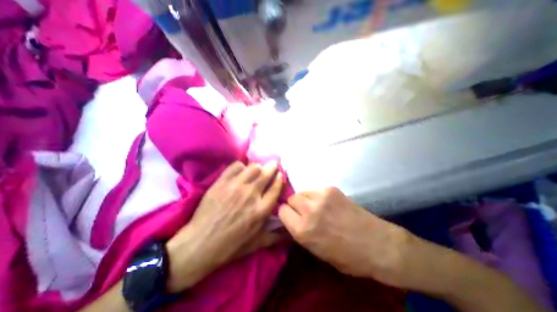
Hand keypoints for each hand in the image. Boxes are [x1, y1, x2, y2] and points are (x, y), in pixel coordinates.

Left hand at [165, 161, 283, 292]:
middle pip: (266, 173)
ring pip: (253, 167)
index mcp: (261, 210)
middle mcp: (251, 195)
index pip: (276, 187)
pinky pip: (236, 166)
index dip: (280, 178)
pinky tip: (241, 171)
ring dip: (258, 166)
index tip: (280, 174)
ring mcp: (235, 187)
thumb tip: (289, 230)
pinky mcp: (222, 182)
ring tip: (257, 169)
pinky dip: (241, 166)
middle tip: (273, 165)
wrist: (200, 244)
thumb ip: (275, 236)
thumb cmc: (230, 246)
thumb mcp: (256, 244)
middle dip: (272, 167)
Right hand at [276, 187, 415, 288]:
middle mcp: (308, 211)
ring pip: (301, 191)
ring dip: (304, 199)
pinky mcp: (331, 189)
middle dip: (294, 206)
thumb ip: (300, 232)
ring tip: (314, 206)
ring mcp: (321, 197)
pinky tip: (325, 203)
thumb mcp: (316, 251)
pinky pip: (314, 189)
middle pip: (290, 199)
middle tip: (303, 212)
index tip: (291, 217)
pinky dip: (315, 195)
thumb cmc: (347, 256)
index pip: (281, 211)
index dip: (285, 214)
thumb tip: (291, 219)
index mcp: (303, 230)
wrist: (377, 244)